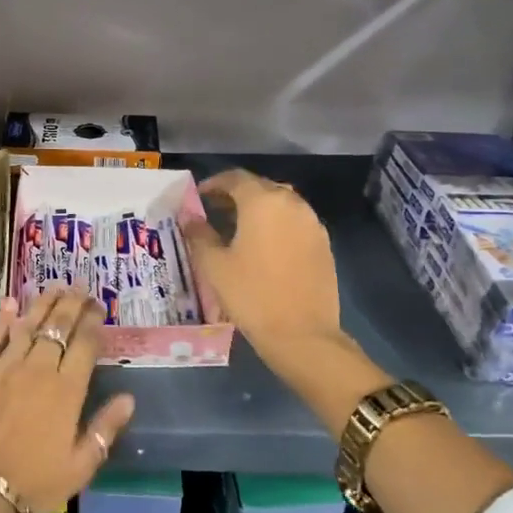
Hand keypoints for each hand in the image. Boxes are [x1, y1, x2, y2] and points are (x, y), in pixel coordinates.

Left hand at [0, 287, 134, 512]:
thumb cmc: (34, 484)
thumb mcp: (80, 467)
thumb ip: (105, 430)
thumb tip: (128, 399)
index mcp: (67, 391)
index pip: (84, 345)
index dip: (93, 323)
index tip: (98, 310)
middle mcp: (38, 370)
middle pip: (57, 327)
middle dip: (71, 305)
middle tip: (79, 289)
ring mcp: (4, 368)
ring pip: (27, 325)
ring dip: (42, 304)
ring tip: (54, 288)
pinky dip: (3, 319)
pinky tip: (10, 303)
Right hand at [182, 169, 342, 354]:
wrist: (303, 334)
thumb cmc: (251, 295)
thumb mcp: (214, 265)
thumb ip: (199, 234)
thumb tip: (188, 217)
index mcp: (262, 201)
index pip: (235, 178)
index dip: (213, 184)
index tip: (198, 197)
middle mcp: (291, 203)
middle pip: (259, 187)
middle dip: (235, 195)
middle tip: (214, 211)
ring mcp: (312, 222)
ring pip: (280, 204)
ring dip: (257, 209)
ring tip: (237, 229)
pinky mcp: (323, 243)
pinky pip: (294, 222)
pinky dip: (276, 224)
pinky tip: (263, 247)